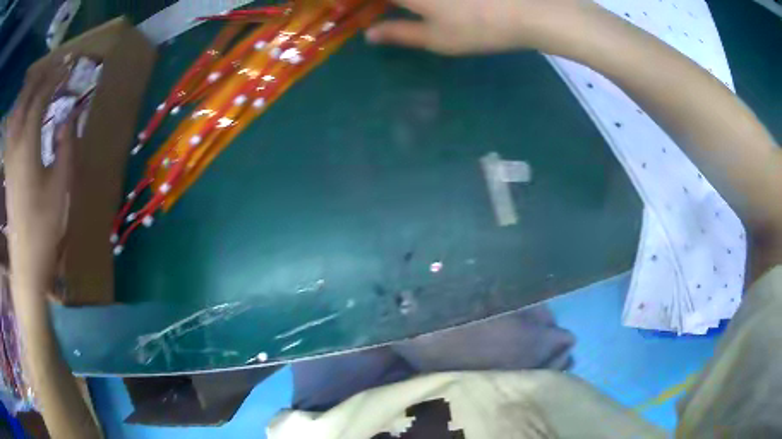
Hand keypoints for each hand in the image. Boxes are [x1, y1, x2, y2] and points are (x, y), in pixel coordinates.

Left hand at [4, 62, 77, 285]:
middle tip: (54, 65)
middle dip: (40, 75)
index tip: (67, 67)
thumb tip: (71, 117)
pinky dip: (19, 110)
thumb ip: (66, 146)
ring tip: (39, 80)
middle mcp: (15, 144)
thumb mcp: (60, 186)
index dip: (54, 78)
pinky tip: (23, 109)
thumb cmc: (44, 227)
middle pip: (25, 98)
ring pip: (16, 110)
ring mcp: (9, 156)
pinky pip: (12, 127)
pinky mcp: (7, 167)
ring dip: (28, 90)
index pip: (39, 98)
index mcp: (27, 145)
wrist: (25, 262)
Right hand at [366, 0, 590, 54]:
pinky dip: (420, 4)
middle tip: (377, 13)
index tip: (345, 9)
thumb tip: (369, 35)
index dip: (352, 3)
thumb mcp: (436, 39)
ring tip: (403, 12)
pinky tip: (428, 9)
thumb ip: (399, 34)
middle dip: (376, 5)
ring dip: (401, 6)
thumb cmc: (479, 27)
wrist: (529, 10)